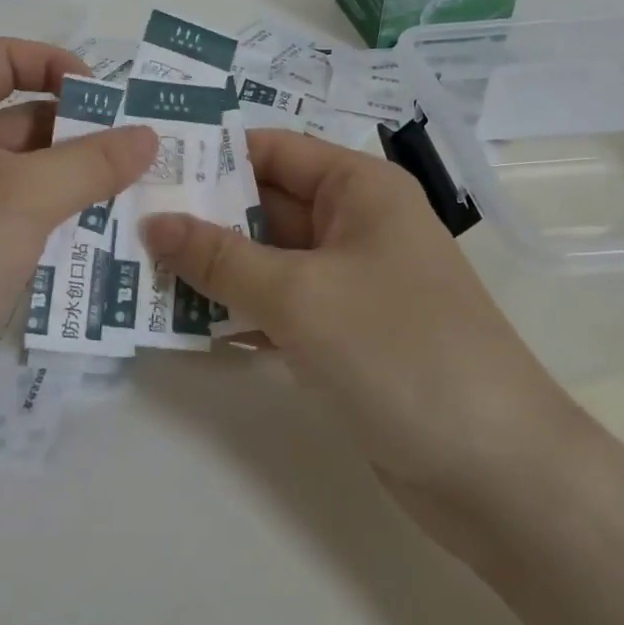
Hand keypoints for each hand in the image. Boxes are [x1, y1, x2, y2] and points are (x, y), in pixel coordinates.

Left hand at [0, 40, 155, 451]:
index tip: (106, 101)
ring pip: (29, 173)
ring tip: (139, 195)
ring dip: (78, 180)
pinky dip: (61, 219)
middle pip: (24, 117)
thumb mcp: (24, 198)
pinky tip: (105, 236)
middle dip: (82, 132)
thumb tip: (149, 134)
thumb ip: (91, 163)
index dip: (56, 64)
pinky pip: (23, 217)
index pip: (4, 59)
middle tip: (143, 156)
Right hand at [139, 129, 582, 530]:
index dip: (211, 154)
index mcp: (359, 189)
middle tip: (125, 223)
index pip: (272, 150)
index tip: (146, 167)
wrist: (499, 474)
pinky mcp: (343, 336)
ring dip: (210, 267)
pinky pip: (278, 307)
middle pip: (264, 205)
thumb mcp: (300, 295)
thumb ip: (219, 257)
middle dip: (200, 215)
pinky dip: (237, 311)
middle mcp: (355, 225)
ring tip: (136, 269)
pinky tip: (182, 323)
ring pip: (265, 260)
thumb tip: (153, 222)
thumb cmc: (401, 352)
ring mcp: (350, 284)